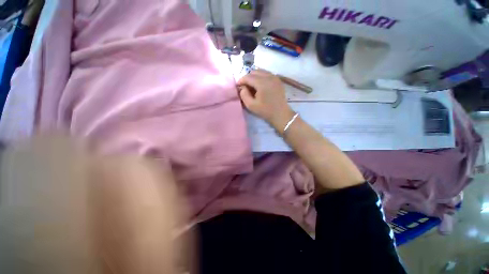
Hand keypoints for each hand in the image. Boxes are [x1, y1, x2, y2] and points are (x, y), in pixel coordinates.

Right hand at [237, 70, 294, 131]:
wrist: (280, 114)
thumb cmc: (265, 111)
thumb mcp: (251, 105)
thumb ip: (244, 95)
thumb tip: (242, 87)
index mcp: (262, 83)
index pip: (248, 77)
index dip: (241, 80)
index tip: (237, 86)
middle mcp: (269, 76)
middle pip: (254, 71)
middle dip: (247, 77)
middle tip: (245, 86)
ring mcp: (275, 77)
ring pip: (261, 71)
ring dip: (254, 76)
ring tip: (252, 85)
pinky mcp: (278, 80)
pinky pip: (267, 74)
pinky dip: (261, 77)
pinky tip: (260, 85)